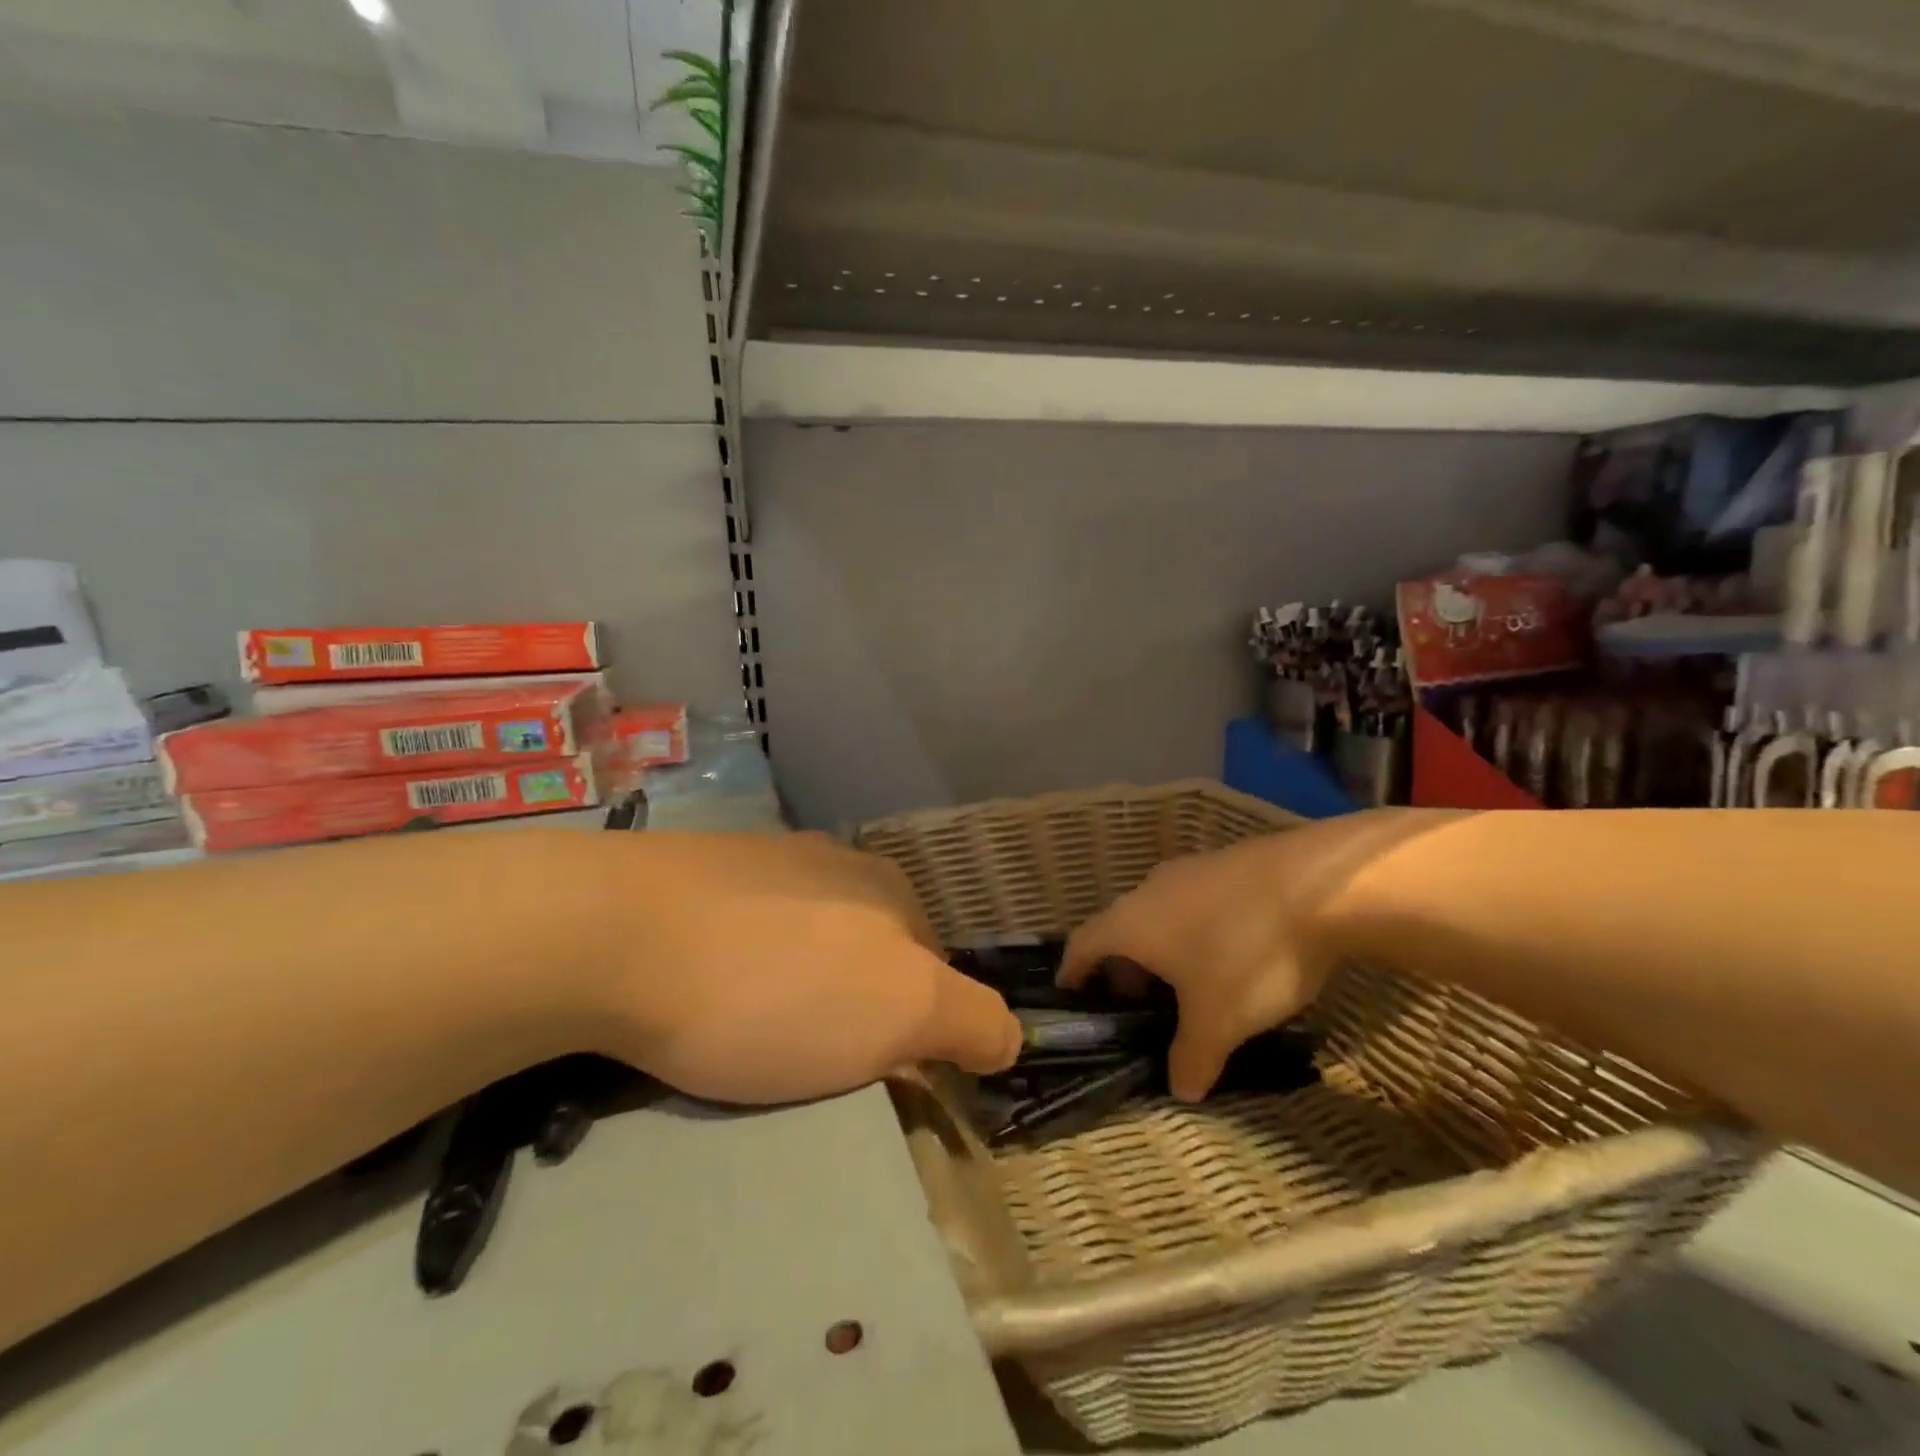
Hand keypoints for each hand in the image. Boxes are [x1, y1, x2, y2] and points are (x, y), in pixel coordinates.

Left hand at [604, 833, 1021, 1103]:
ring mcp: (761, 860)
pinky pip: (742, 928)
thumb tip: (1007, 1035)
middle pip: (869, 951)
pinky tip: (702, 990)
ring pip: (805, 938)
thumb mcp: (900, 1014)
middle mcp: (833, 862)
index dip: (916, 1029)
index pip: (932, 969)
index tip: (877, 1076)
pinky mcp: (694, 870)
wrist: (613, 931)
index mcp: (888, 888)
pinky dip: (740, 965)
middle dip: (857, 1006)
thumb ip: (970, 1021)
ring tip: (750, 1032)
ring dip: (797, 985)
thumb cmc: (773, 986)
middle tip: (811, 1063)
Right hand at [1058, 810, 1447, 1100]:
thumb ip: (1192, 1058)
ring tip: (1191, 983)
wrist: (1320, 886)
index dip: (1074, 971)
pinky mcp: (1228, 864)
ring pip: (1160, 914)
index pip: (1082, 944)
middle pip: (1121, 929)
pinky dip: (1197, 929)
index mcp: (1130, 923)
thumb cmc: (1246, 954)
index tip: (1073, 994)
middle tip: (1143, 1005)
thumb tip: (1181, 1089)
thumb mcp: (1218, 1021)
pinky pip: (1195, 902)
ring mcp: (1189, 870)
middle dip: (1126, 968)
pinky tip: (1231, 952)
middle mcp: (1149, 890)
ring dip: (1164, 948)